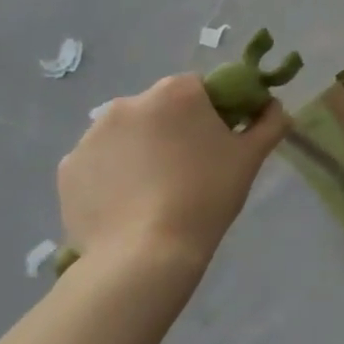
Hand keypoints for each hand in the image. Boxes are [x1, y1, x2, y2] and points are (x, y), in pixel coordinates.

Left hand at [58, 75, 291, 277]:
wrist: (145, 255)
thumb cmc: (207, 195)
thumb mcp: (251, 157)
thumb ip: (269, 122)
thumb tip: (275, 107)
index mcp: (175, 92)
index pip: (200, 88)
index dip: (213, 112)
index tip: (219, 142)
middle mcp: (128, 102)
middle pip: (160, 108)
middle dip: (174, 129)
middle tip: (190, 168)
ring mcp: (92, 135)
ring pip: (128, 134)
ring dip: (142, 150)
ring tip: (156, 191)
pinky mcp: (69, 168)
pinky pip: (100, 162)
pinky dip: (113, 174)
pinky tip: (129, 203)